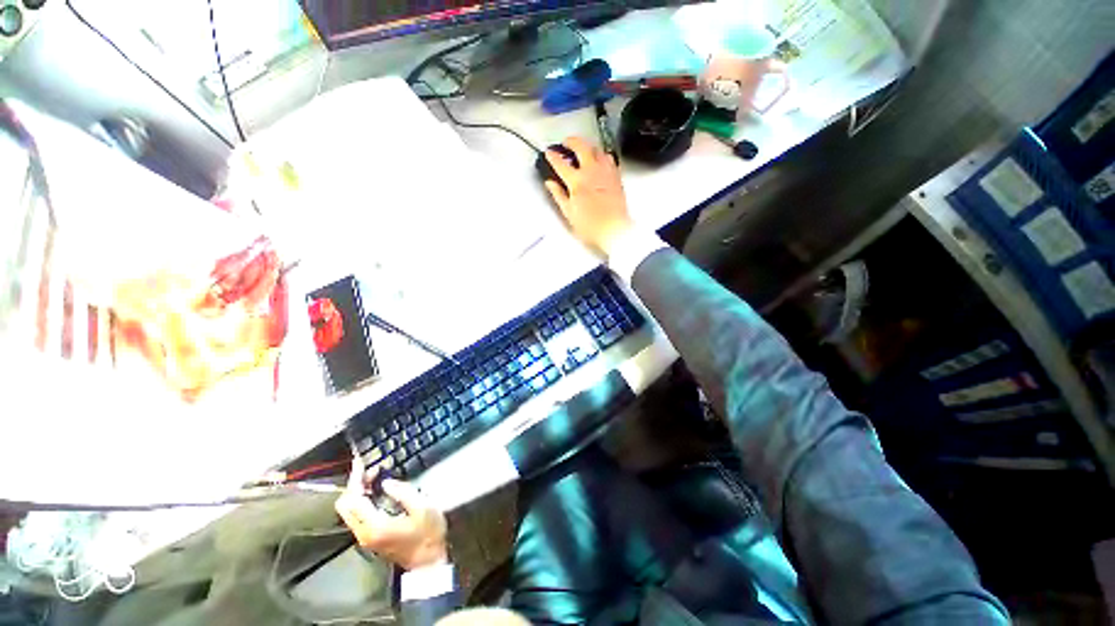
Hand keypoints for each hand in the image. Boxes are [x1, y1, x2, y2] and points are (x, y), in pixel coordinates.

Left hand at [335, 457, 447, 570]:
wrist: (427, 561)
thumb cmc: (428, 533)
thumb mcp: (423, 508)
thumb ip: (404, 492)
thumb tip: (386, 482)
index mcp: (375, 525)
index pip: (354, 499)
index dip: (355, 478)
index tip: (361, 462)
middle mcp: (364, 533)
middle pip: (344, 506)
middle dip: (353, 485)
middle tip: (371, 469)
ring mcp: (365, 537)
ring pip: (348, 511)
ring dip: (357, 492)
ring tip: (375, 477)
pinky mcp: (369, 537)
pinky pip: (356, 515)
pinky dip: (361, 500)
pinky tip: (376, 491)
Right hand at [543, 137, 634, 255]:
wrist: (614, 230)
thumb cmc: (591, 225)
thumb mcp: (569, 213)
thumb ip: (558, 195)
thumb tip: (550, 183)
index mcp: (577, 181)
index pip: (561, 163)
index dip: (553, 156)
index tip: (549, 153)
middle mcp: (592, 172)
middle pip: (581, 147)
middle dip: (571, 141)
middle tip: (566, 143)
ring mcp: (606, 172)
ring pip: (597, 149)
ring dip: (588, 145)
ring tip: (583, 148)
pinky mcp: (616, 176)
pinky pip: (609, 158)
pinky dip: (601, 155)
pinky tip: (599, 160)